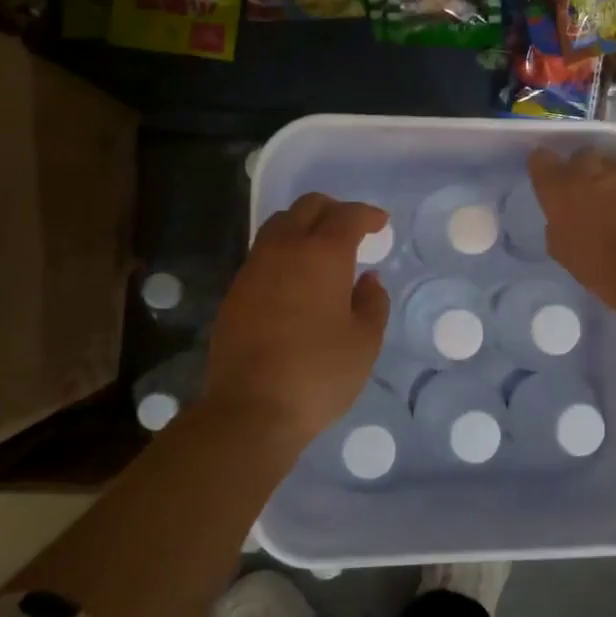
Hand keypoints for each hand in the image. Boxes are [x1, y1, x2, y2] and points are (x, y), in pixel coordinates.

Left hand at [201, 194, 390, 448]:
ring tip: (321, 251)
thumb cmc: (319, 373)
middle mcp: (285, 249)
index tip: (380, 224)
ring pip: (279, 225)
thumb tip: (367, 280)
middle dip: (333, 210)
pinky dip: (284, 251)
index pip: (347, 215)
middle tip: (352, 230)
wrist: (250, 409)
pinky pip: (263, 253)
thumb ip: (372, 302)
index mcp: (322, 254)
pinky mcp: (235, 291)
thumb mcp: (365, 341)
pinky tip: (295, 279)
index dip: (367, 215)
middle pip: (307, 207)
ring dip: (304, 226)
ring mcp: (254, 268)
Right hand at [529, 147, 615, 314]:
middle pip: (579, 157)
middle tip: (586, 196)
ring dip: (610, 179)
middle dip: (581, 172)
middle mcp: (589, 168)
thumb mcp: (563, 251)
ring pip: (610, 165)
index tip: (549, 182)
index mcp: (559, 187)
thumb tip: (563, 217)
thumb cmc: (601, 266)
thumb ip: (558, 224)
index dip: (544, 169)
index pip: (540, 159)